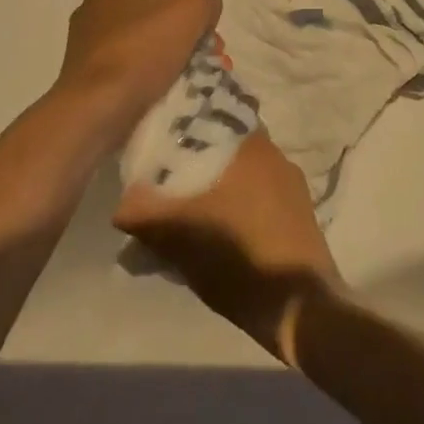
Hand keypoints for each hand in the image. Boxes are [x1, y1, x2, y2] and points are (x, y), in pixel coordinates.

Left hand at [55, 0, 221, 135]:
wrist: (99, 105)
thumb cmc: (143, 48)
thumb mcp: (192, 10)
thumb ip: (207, 2)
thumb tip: (207, 11)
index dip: (190, 5)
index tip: (207, 30)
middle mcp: (95, 9)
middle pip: (156, 18)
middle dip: (187, 37)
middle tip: (208, 57)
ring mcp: (88, 45)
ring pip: (145, 47)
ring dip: (173, 60)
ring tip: (197, 79)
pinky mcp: (88, 77)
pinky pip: (130, 72)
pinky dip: (152, 79)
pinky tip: (171, 93)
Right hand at [114, 134, 342, 364]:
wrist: (298, 304)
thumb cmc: (238, 258)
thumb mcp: (178, 238)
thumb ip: (144, 213)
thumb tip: (122, 205)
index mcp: (249, 147)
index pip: (210, 118)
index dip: (183, 130)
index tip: (160, 148)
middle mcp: (274, 155)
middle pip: (224, 147)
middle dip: (196, 162)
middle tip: (168, 185)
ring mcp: (291, 183)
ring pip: (243, 171)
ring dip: (218, 184)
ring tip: (190, 211)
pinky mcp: (300, 211)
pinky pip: (260, 193)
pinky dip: (239, 203)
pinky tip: (221, 229)